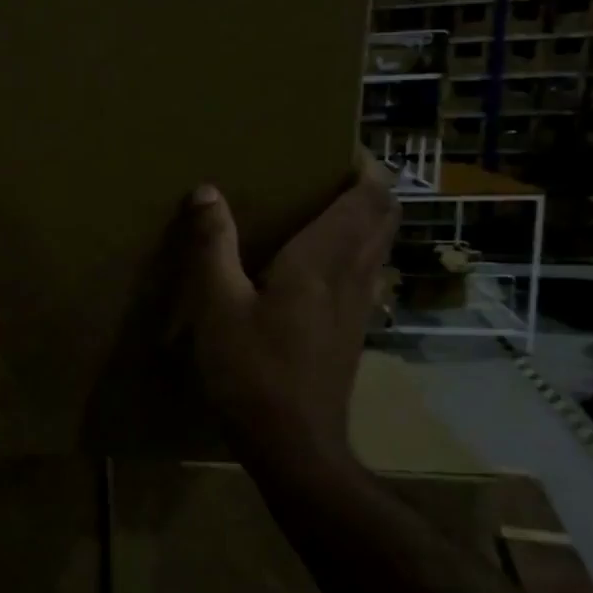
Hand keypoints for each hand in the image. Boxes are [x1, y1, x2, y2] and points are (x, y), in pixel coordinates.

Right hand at [177, 153, 397, 469]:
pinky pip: (367, 274)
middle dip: (368, 186)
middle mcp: (354, 275)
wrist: (295, 446)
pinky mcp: (354, 332)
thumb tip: (207, 191)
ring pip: (379, 246)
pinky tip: (317, 267)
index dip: (365, 164)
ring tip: (322, 209)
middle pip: (384, 216)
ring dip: (365, 219)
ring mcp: (360, 307)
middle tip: (327, 172)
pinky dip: (355, 252)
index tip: (338, 146)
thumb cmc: (253, 372)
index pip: (370, 196)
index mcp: (324, 259)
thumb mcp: (217, 305)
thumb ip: (213, 245)